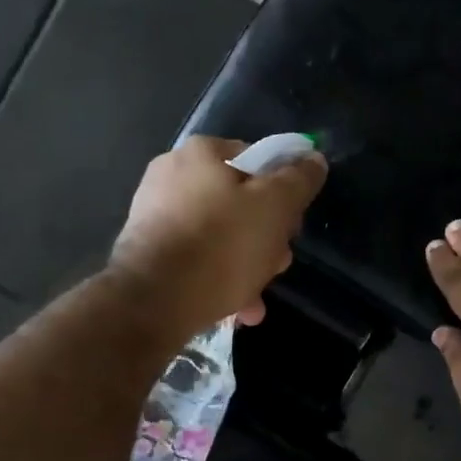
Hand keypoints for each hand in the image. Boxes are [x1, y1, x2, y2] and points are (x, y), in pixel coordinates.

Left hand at [109, 136, 327, 340]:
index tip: (293, 226)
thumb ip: (298, 180)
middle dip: (266, 237)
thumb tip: (313, 158)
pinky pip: (197, 258)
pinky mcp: (147, 251)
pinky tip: (237, 308)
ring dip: (247, 265)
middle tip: (277, 264)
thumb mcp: (275, 207)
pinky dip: (219, 278)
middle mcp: (172, 175)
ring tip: (256, 298)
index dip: (285, 193)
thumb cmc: (222, 245)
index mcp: (202, 152)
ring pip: (220, 235)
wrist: (154, 301)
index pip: (259, 161)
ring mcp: (155, 214)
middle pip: (240, 202)